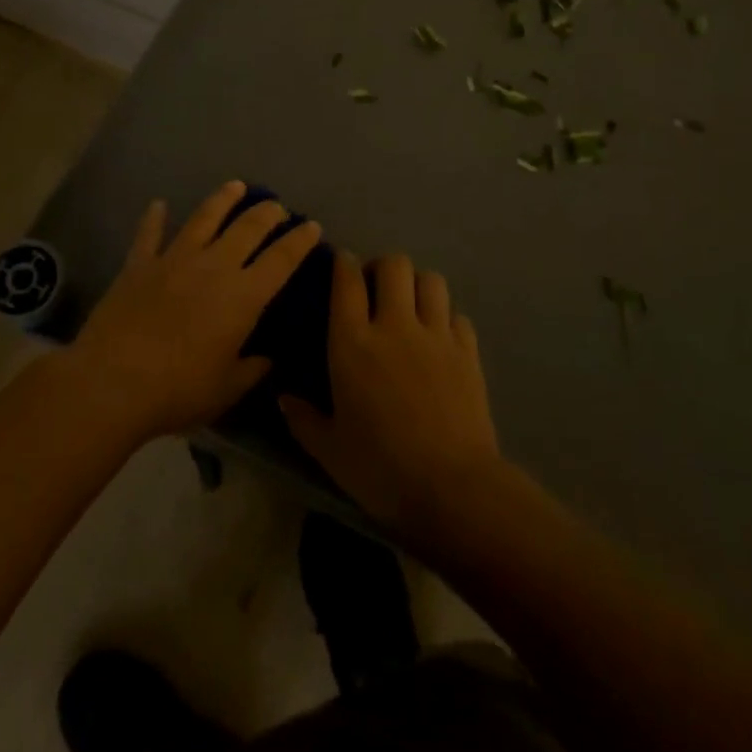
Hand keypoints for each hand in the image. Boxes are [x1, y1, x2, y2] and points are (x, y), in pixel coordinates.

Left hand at [64, 182, 321, 441]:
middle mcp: (214, 266)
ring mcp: (174, 259)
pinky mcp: (139, 264)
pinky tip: (159, 205)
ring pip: (204, 217)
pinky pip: (149, 233)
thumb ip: (252, 369)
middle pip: (248, 228)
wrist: (112, 382)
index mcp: (243, 296)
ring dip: (223, 199)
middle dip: (268, 213)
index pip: (282, 259)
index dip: (300, 240)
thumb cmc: (178, 390)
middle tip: (277, 207)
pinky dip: (154, 218)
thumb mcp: (227, 389)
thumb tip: (267, 358)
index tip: (312, 226)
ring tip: (236, 186)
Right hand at [280, 252, 502, 535]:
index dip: (344, 263)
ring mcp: (436, 335)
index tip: (342, 264)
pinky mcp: (468, 351)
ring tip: (410, 305)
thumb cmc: (380, 469)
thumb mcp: (329, 450)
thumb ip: (303, 419)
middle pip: (394, 265)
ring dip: (417, 284)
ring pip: (430, 279)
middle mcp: (395, 325)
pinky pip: (456, 314)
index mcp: (353, 343)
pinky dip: (445, 316)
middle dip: (382, 267)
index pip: (347, 281)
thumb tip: (283, 398)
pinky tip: (439, 337)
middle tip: (376, 288)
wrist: (452, 488)